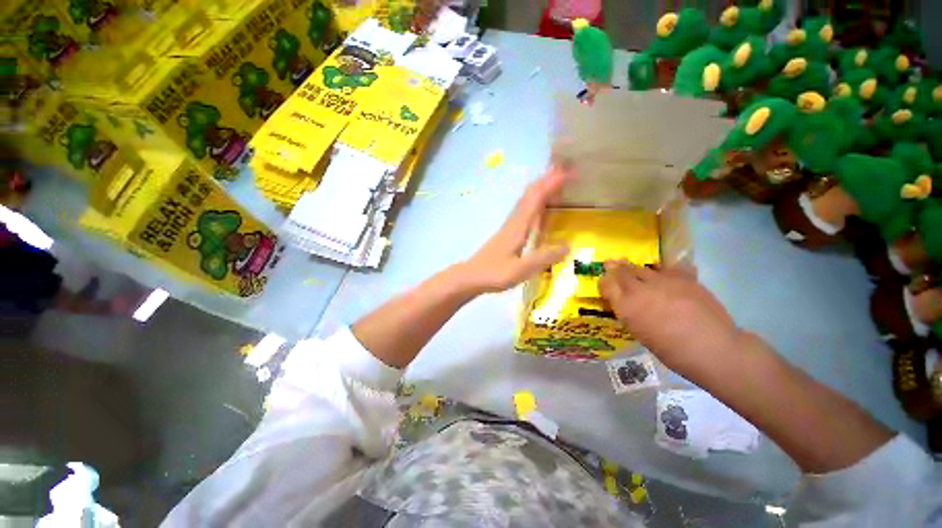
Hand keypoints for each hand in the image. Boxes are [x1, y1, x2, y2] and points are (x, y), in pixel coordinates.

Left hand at [460, 166, 572, 292]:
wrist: (471, 276)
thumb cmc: (494, 273)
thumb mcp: (521, 269)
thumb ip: (543, 258)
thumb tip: (568, 246)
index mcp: (519, 226)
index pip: (536, 198)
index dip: (551, 183)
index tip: (568, 172)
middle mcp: (514, 221)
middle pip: (530, 194)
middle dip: (547, 179)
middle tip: (565, 170)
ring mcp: (509, 226)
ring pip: (526, 201)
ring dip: (540, 188)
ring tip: (555, 182)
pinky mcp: (507, 233)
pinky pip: (523, 211)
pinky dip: (534, 202)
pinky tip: (538, 208)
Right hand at [599, 260, 740, 372]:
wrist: (712, 349)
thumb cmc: (672, 351)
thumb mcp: (640, 333)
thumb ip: (630, 313)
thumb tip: (627, 303)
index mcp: (626, 307)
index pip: (606, 284)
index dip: (603, 281)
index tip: (604, 282)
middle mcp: (639, 290)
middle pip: (621, 272)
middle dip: (614, 268)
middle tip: (611, 265)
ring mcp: (662, 281)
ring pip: (641, 268)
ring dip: (633, 267)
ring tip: (629, 265)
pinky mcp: (683, 278)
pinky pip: (667, 268)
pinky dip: (662, 270)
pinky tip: (662, 272)